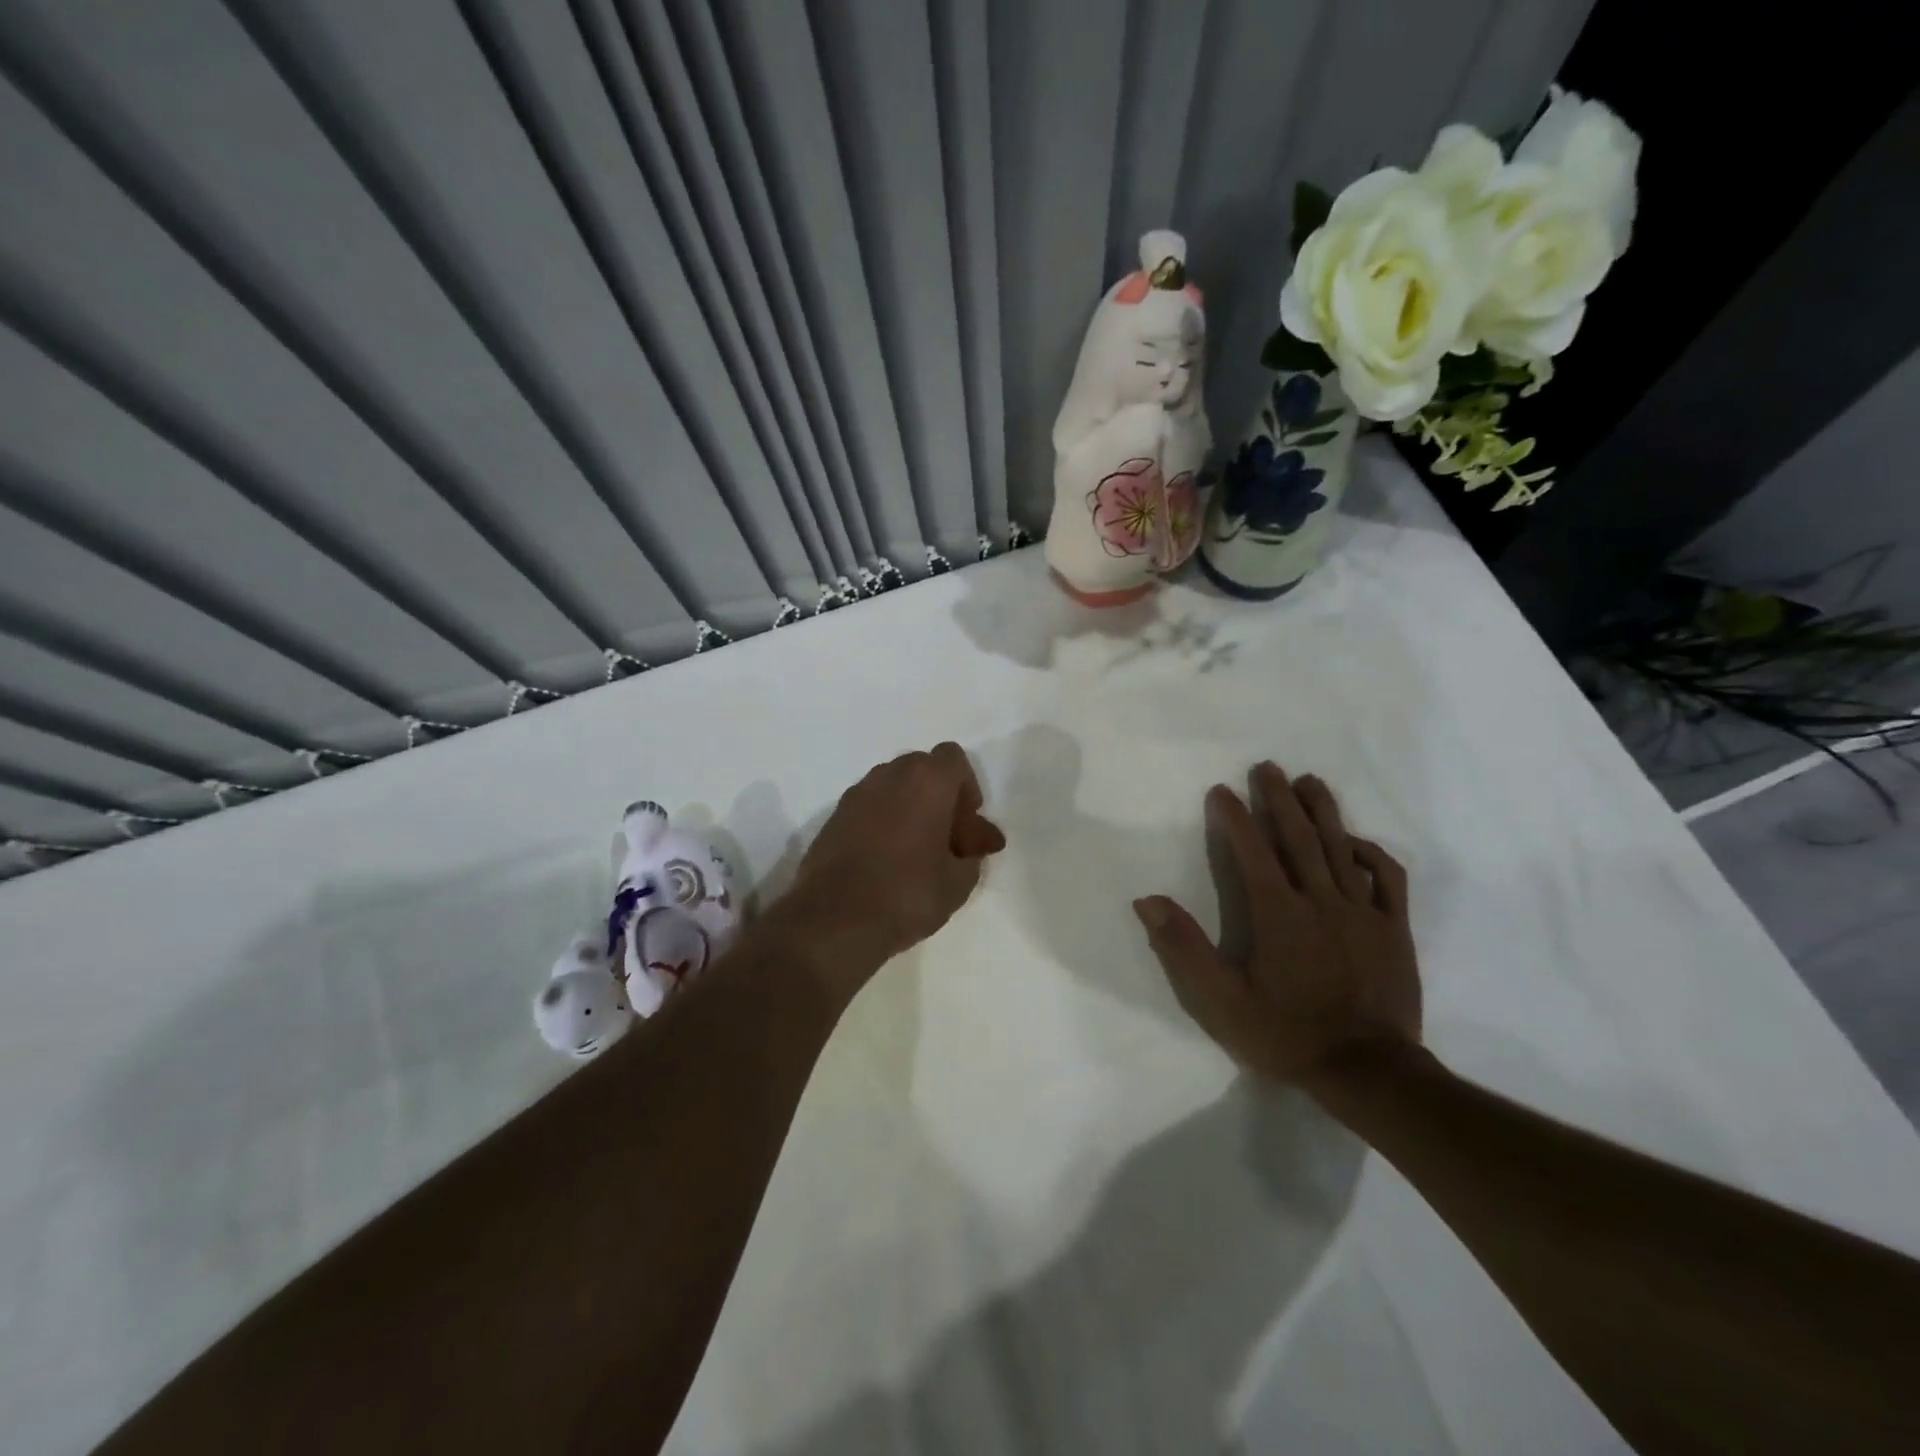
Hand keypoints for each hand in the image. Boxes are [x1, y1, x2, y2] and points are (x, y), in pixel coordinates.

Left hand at [776, 742, 1005, 999]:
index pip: (953, 759)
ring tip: (917, 852)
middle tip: (947, 839)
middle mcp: (889, 776)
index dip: (967, 788)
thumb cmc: (907, 895)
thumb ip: (972, 855)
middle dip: (939, 797)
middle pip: (922, 769)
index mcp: (927, 782)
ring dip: (910, 808)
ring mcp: (856, 795)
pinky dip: (883, 821)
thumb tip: (971, 846)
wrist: (834, 920)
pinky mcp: (834, 817)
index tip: (967, 824)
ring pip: (893, 787)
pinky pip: (869, 807)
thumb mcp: (958, 883)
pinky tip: (887, 859)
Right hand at [1134, 762, 1419, 1092]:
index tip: (1219, 791)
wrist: (1369, 1072)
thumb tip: (1149, 901)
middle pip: (1298, 837)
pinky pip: (1387, 878)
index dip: (1234, 817)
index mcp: (1278, 914)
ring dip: (1322, 810)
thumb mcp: (1221, 1002)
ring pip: (1341, 847)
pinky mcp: (1393, 928)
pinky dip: (1371, 852)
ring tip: (1308, 781)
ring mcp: (1362, 912)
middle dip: (1279, 798)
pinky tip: (1355, 840)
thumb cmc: (1287, 1034)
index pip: (1252, 851)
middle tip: (1266, 767)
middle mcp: (1321, 900)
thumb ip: (1184, 948)